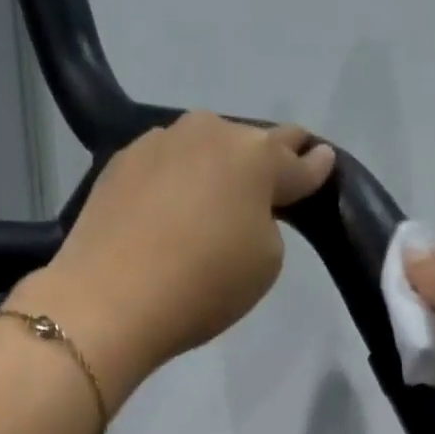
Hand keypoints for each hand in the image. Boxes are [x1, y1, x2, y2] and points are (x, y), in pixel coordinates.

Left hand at [15, 112, 335, 411]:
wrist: (110, 300)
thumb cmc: (202, 286)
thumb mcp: (264, 265)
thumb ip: (271, 225)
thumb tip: (250, 207)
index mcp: (256, 157)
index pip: (296, 159)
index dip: (314, 166)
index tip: (324, 162)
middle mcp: (208, 133)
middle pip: (247, 143)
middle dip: (262, 161)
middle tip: (267, 185)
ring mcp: (158, 143)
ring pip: (201, 149)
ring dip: (213, 169)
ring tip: (210, 203)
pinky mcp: (119, 163)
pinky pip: (163, 166)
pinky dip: (174, 183)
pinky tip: (168, 211)